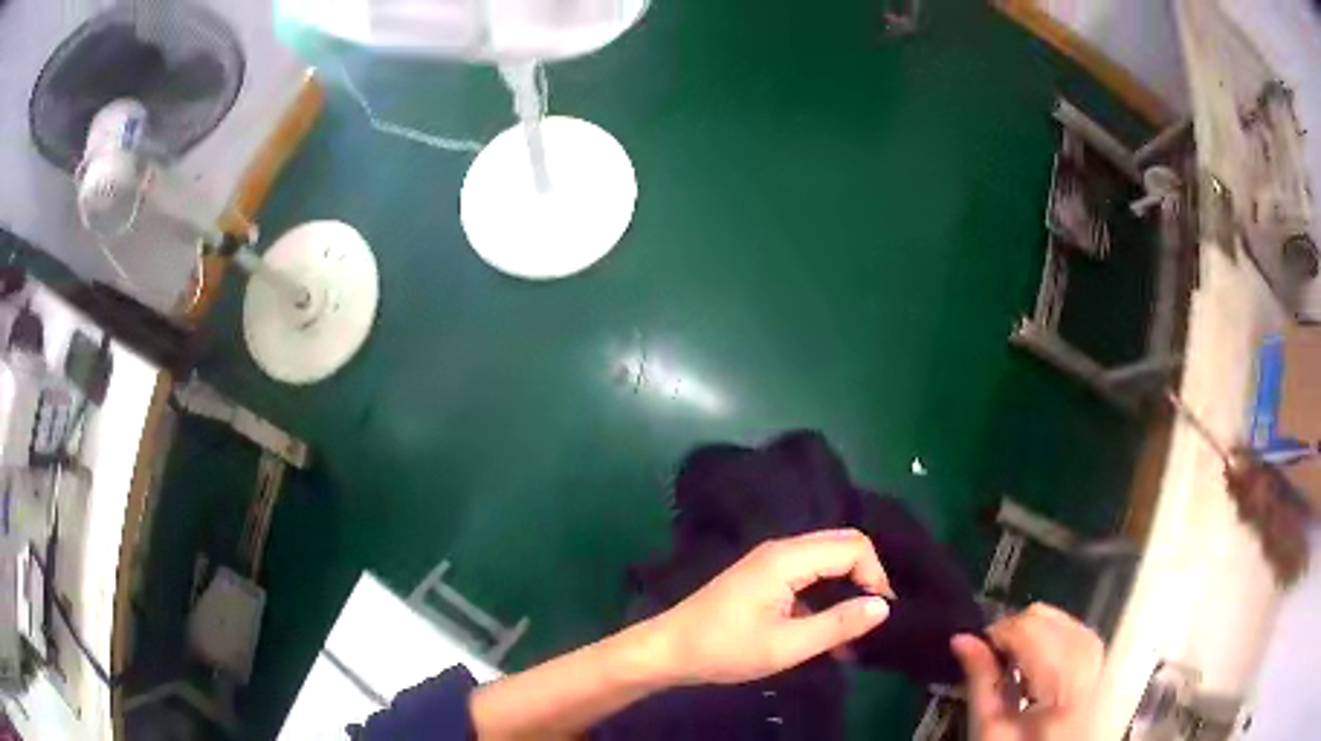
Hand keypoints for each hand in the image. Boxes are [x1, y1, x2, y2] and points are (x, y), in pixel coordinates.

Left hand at [647, 529, 893, 685]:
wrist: (669, 650)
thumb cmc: (725, 648)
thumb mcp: (786, 645)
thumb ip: (837, 625)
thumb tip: (884, 606)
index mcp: (788, 558)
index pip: (853, 546)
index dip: (876, 576)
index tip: (881, 614)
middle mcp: (782, 549)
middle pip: (842, 546)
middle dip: (865, 577)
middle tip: (874, 617)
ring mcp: (770, 561)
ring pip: (826, 561)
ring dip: (846, 590)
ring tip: (855, 632)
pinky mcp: (763, 577)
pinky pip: (808, 576)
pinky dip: (825, 597)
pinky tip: (827, 634)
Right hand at [952, 603, 1103, 740]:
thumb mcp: (991, 732)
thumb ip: (981, 683)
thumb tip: (962, 640)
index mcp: (1062, 684)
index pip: (1029, 628)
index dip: (996, 633)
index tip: (974, 651)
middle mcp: (1090, 662)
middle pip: (1048, 617)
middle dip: (1014, 630)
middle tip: (990, 660)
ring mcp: (1101, 660)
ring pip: (1062, 620)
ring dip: (1032, 634)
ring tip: (1013, 666)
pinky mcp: (1102, 664)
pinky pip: (1076, 633)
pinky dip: (1052, 639)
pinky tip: (1037, 666)